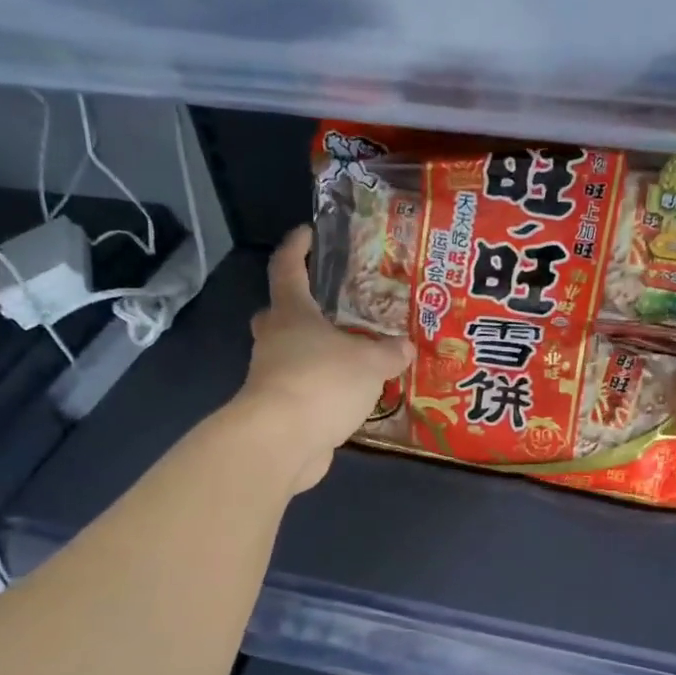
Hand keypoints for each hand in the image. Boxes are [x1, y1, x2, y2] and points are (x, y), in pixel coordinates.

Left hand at [239, 227, 413, 492]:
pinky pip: (301, 388)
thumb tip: (404, 347)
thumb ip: (389, 352)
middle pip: (278, 313)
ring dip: (314, 352)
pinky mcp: (279, 409)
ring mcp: (271, 376)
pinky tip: (347, 395)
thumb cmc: (322, 382)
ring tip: (353, 356)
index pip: (287, 268)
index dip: (297, 247)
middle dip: (297, 307)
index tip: (308, 233)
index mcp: (291, 314)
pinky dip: (321, 388)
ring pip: (290, 353)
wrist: (282, 441)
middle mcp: (275, 340)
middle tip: (329, 307)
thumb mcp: (369, 362)